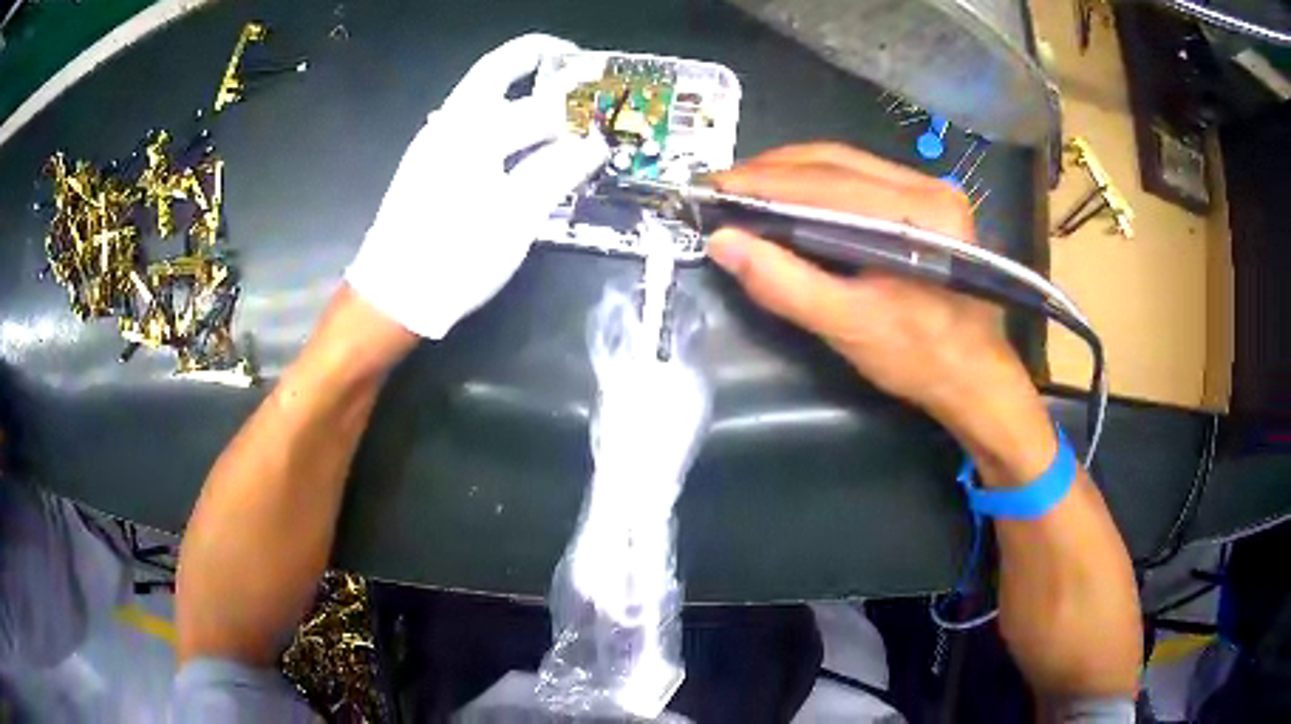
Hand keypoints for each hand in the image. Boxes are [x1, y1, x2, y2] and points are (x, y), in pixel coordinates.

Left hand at [346, 34, 608, 339]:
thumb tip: (594, 144)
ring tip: (554, 91)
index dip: (578, 106)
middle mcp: (450, 122)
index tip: (606, 105)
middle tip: (572, 58)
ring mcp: (433, 138)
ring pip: (479, 90)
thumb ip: (556, 172)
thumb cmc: (456, 259)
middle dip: (536, 55)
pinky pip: (468, 116)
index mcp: (475, 133)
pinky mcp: (425, 158)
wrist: (393, 294)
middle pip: (497, 69)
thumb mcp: (515, 219)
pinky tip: (518, 130)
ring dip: (516, 79)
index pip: (541, 106)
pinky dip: (499, 107)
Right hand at [708, 144, 1037, 436]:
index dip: (763, 181)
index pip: (828, 182)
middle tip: (721, 186)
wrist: (975, 377)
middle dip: (772, 169)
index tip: (712, 187)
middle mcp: (928, 186)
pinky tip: (789, 195)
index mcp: (920, 213)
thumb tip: (722, 242)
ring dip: (791, 171)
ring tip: (745, 188)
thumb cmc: (919, 358)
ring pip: (846, 163)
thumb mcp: (847, 326)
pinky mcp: (927, 202)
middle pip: (836, 160)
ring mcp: (931, 189)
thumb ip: (784, 283)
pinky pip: (861, 177)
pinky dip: (816, 182)